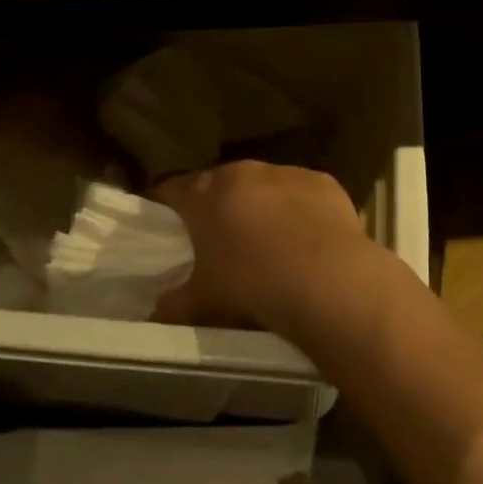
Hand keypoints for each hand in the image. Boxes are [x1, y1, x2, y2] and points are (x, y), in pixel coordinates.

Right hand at [150, 160, 374, 333]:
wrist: (326, 279)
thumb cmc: (252, 285)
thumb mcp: (204, 302)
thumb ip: (174, 305)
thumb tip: (155, 312)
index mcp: (205, 194)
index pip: (172, 189)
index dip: (165, 205)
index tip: (163, 222)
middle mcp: (242, 172)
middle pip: (219, 183)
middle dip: (217, 206)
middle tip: (218, 238)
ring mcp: (285, 172)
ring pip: (263, 185)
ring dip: (260, 205)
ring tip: (266, 241)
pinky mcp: (322, 181)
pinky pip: (302, 192)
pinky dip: (299, 210)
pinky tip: (306, 240)